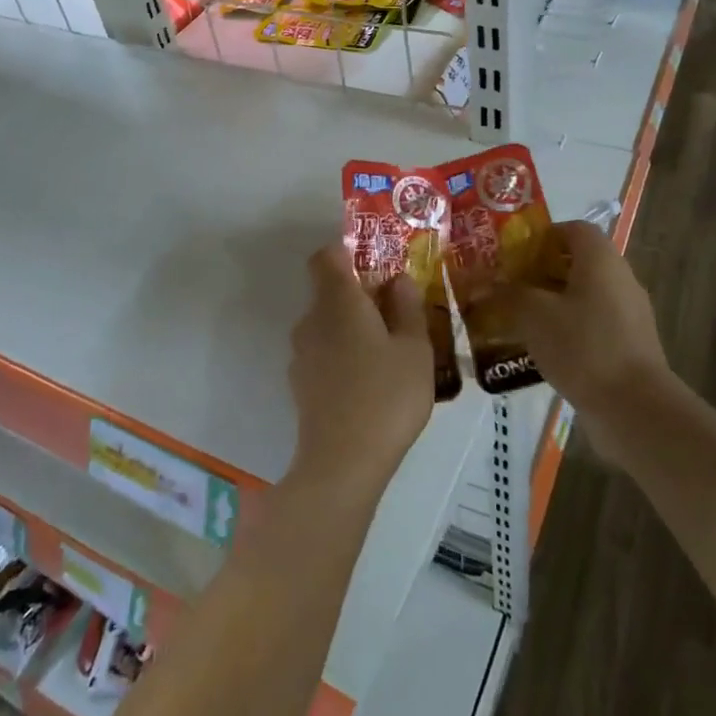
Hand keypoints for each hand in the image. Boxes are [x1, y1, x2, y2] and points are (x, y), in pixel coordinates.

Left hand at [287, 244, 434, 499]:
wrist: (342, 464)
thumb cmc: (386, 396)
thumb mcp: (415, 349)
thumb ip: (407, 308)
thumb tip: (397, 279)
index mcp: (338, 301)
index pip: (326, 256)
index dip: (347, 251)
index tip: (375, 263)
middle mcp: (311, 320)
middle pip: (329, 291)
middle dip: (359, 295)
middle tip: (397, 312)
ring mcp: (301, 354)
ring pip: (326, 325)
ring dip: (352, 328)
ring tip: (389, 352)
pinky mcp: (300, 384)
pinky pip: (323, 353)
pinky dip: (343, 356)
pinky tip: (370, 382)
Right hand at [478, 220, 672, 443]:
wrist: (635, 408)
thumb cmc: (583, 346)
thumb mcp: (534, 315)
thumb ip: (506, 294)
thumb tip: (480, 282)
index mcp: (601, 260)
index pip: (573, 229)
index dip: (542, 236)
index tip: (513, 254)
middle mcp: (619, 279)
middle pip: (576, 263)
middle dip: (539, 272)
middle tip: (505, 286)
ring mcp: (627, 315)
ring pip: (582, 297)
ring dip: (550, 304)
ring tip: (515, 320)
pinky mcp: (628, 346)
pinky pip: (591, 326)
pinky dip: (566, 330)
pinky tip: (540, 350)